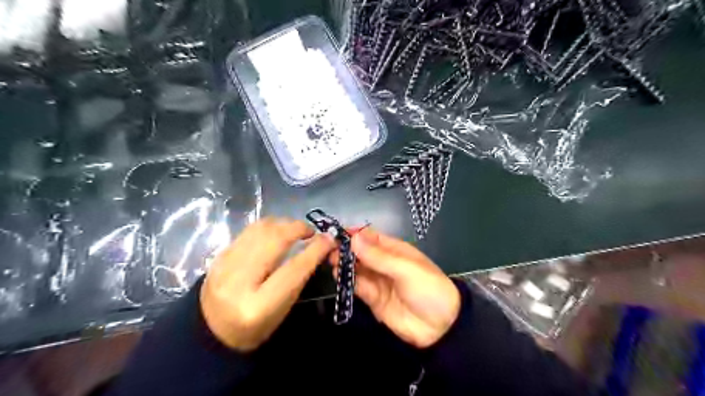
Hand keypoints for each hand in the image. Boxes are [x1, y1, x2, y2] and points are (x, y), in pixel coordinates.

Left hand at [200, 218, 335, 351]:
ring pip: (260, 229)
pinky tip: (276, 233)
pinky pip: (249, 231)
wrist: (212, 331)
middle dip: (298, 228)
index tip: (330, 239)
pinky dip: (269, 227)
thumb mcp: (283, 309)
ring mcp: (223, 266)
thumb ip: (300, 277)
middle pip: (274, 240)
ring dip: (283, 224)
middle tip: (310, 232)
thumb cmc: (256, 327)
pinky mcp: (218, 256)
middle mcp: (237, 283)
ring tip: (295, 230)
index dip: (315, 250)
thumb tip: (319, 246)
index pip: (293, 270)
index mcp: (258, 306)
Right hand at [339, 227, 460, 348]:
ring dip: (343, 263)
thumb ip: (379, 256)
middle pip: (360, 252)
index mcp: (394, 249)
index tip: (335, 233)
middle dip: (345, 249)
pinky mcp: (372, 298)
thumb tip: (353, 238)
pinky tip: (337, 275)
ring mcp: (377, 280)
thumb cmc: (428, 289)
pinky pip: (357, 286)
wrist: (440, 327)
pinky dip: (347, 280)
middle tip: (328, 249)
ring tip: (330, 260)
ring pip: (356, 268)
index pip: (370, 237)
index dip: (354, 234)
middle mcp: (383, 262)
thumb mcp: (406, 269)